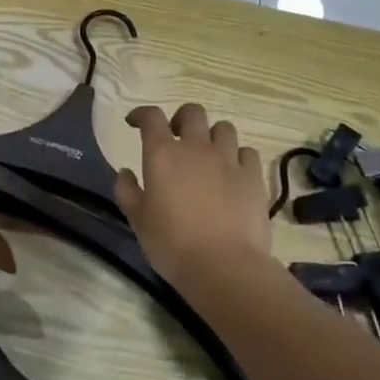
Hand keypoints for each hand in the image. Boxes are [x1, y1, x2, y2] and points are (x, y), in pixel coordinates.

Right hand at [115, 103, 271, 283]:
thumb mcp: (138, 220)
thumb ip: (127, 190)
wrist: (224, 266)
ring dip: (212, 135)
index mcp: (163, 154)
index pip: (151, 117)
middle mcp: (196, 147)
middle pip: (192, 112)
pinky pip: (247, 152)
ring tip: (208, 154)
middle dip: (181, 119)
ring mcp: (228, 160)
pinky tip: (233, 171)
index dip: (142, 114)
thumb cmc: (172, 244)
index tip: (135, 123)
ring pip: (224, 128)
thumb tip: (125, 171)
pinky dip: (238, 156)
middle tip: (176, 138)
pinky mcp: (253, 176)